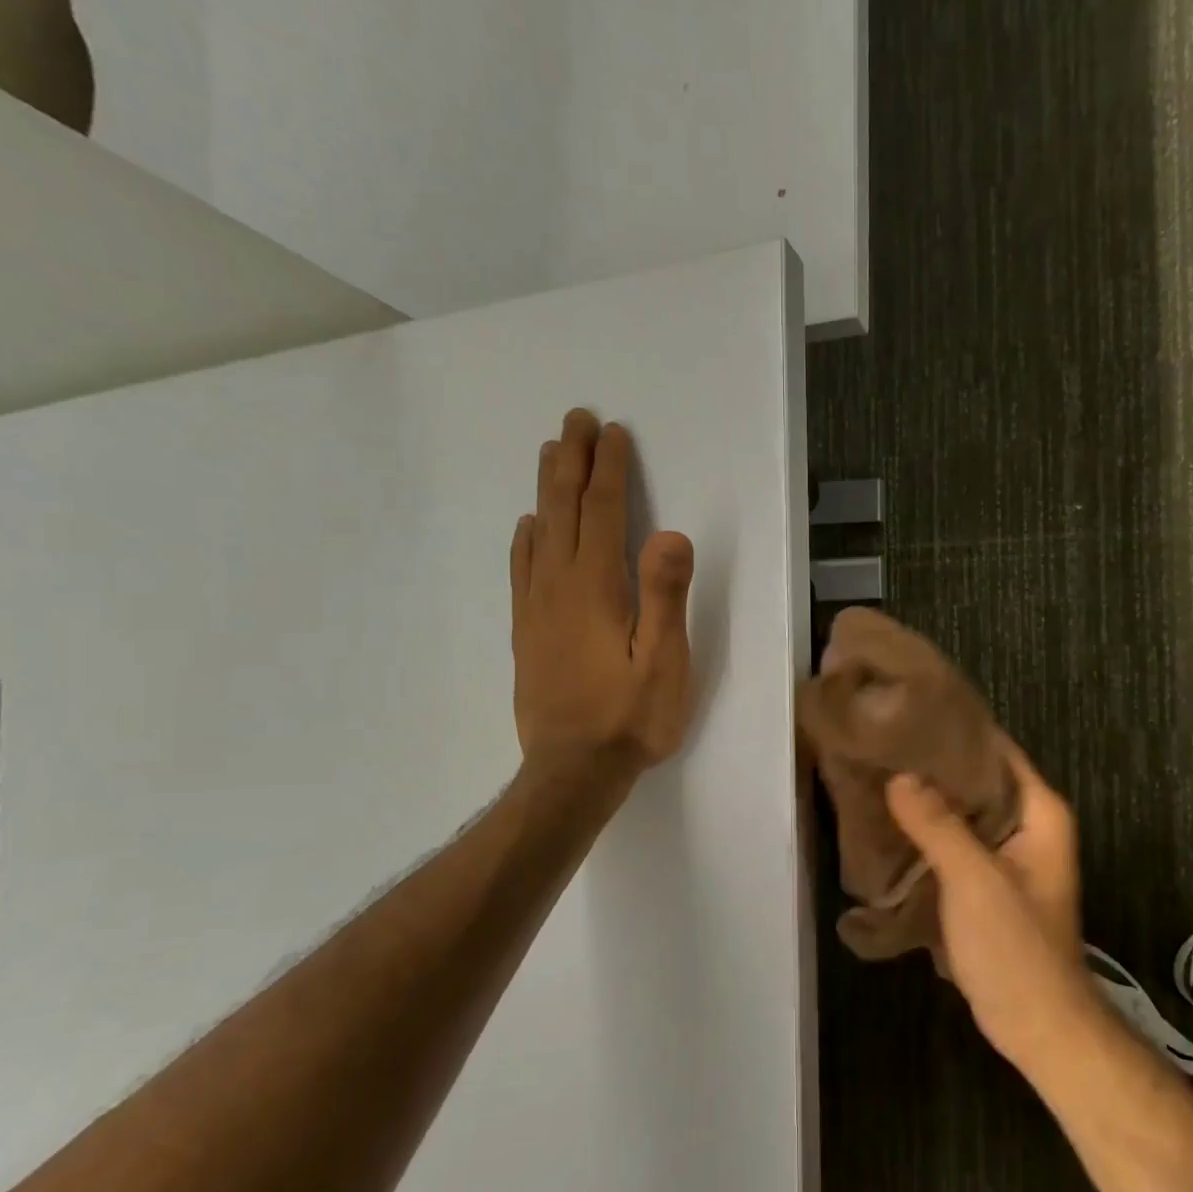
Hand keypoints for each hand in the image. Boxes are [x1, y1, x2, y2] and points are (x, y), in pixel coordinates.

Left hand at [510, 410, 695, 780]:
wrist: (572, 771)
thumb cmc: (630, 718)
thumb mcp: (664, 662)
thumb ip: (665, 596)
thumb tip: (670, 533)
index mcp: (597, 588)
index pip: (604, 513)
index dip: (609, 470)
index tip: (613, 432)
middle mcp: (560, 586)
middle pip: (565, 510)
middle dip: (573, 462)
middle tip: (576, 420)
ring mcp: (537, 608)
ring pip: (540, 532)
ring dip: (547, 489)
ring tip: (551, 453)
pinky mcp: (527, 632)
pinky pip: (522, 570)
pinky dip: (525, 538)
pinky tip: (527, 526)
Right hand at [885, 741, 1095, 1066]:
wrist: (1036, 1025)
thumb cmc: (1016, 946)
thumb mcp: (974, 879)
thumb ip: (937, 825)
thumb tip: (899, 777)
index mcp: (1039, 812)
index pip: (996, 750)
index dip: (955, 730)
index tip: (907, 715)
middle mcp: (1027, 825)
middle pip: (976, 779)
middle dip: (932, 765)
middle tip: (882, 744)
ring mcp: (1006, 855)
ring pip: (962, 812)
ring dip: (926, 800)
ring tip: (877, 775)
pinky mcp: (986, 881)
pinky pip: (953, 841)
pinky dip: (926, 832)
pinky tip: (889, 824)